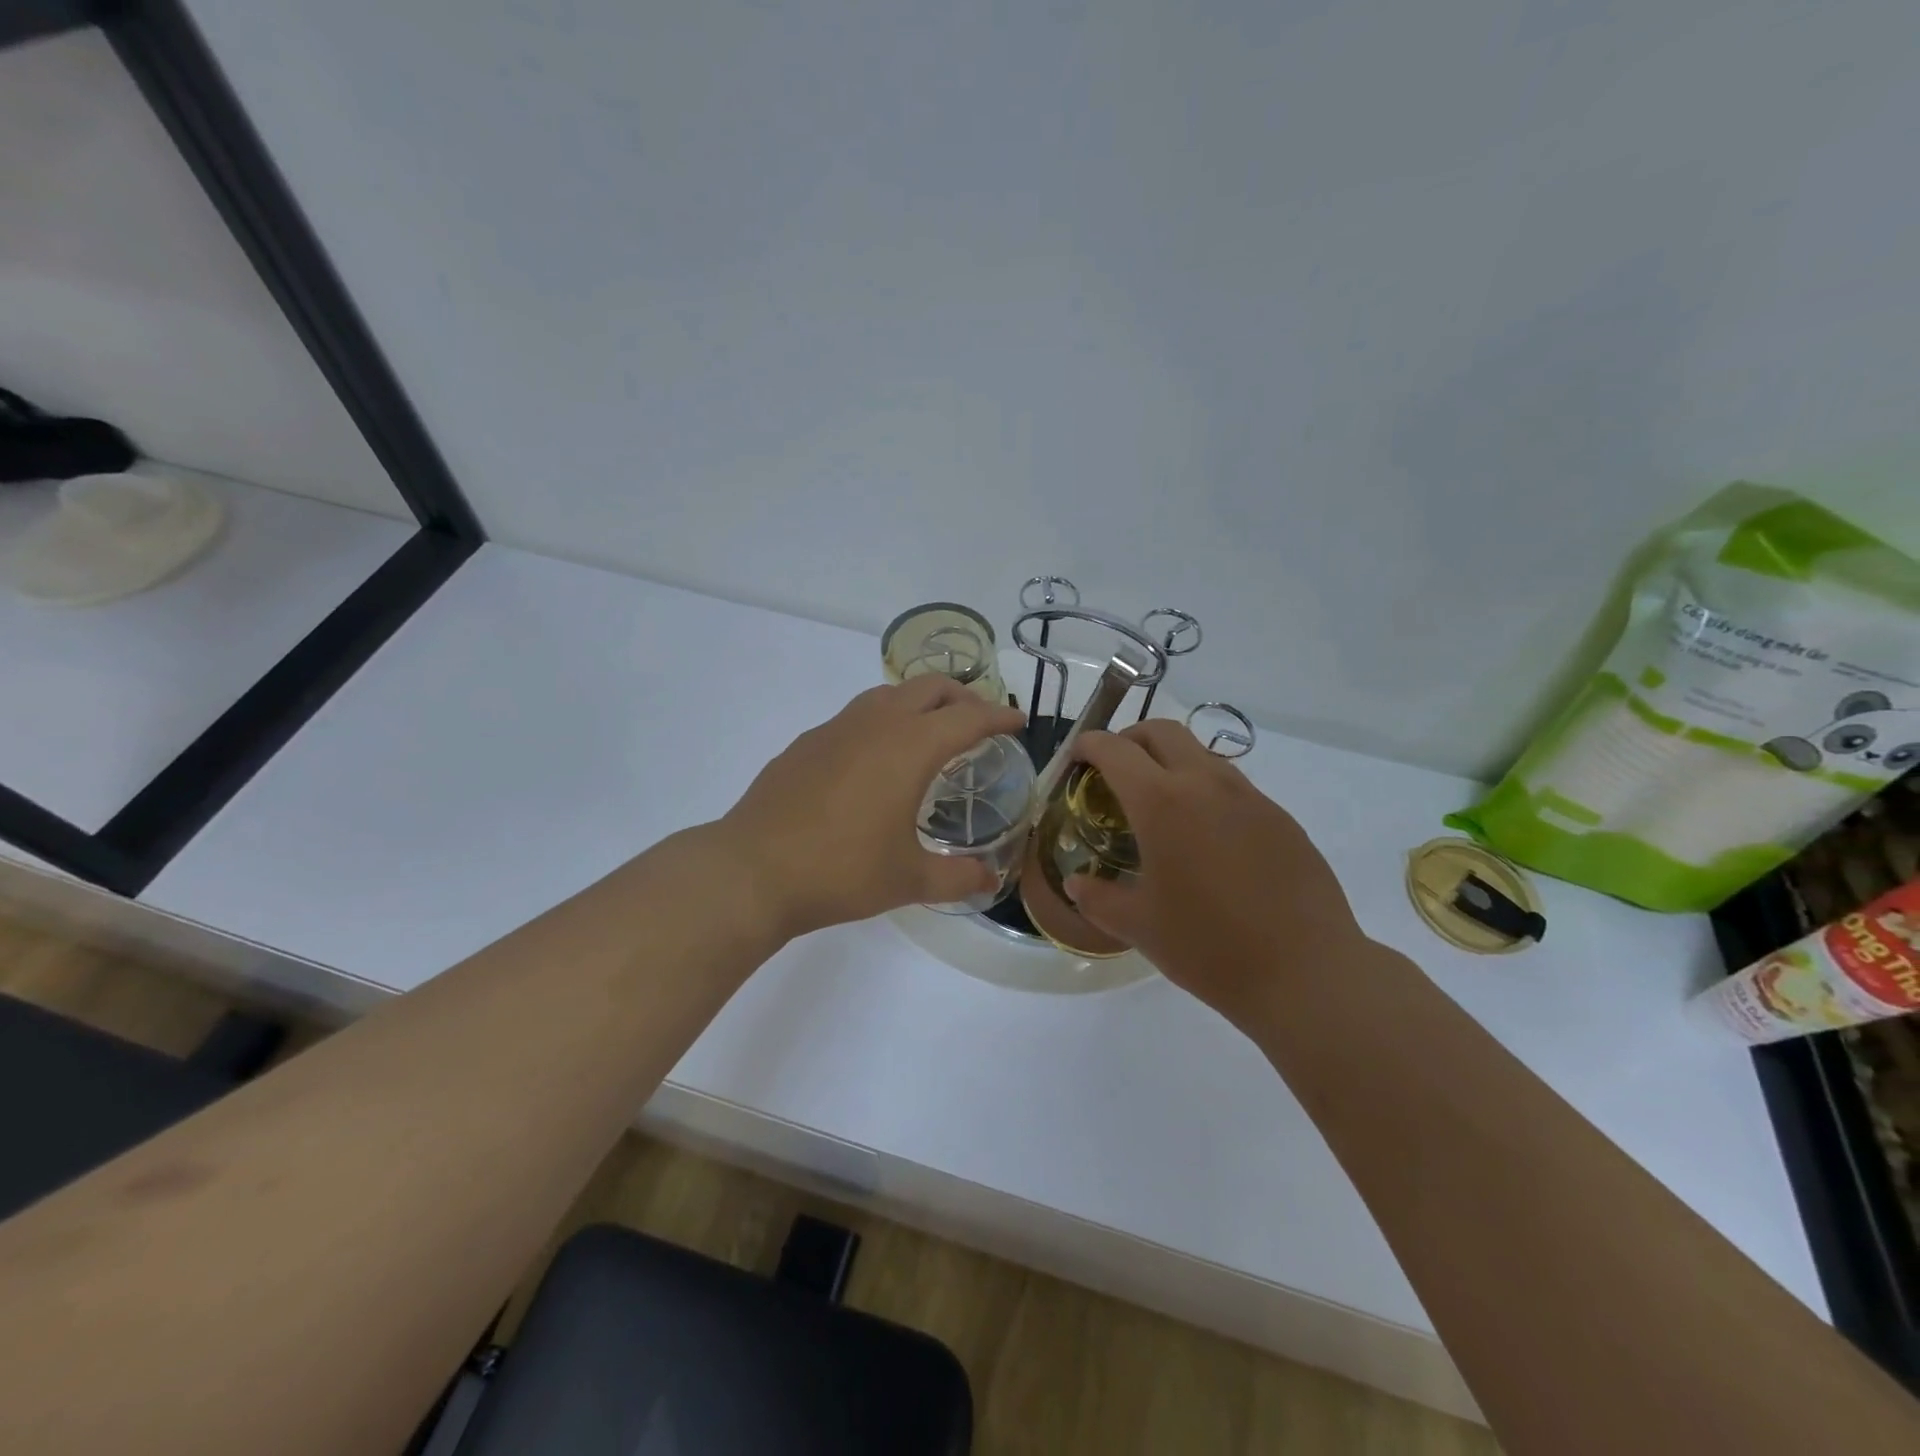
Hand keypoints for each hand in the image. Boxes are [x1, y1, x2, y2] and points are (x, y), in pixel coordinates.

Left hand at [720, 676, 1025, 937]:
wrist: (753, 869)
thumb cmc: (841, 870)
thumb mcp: (909, 880)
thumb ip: (957, 877)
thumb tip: (989, 879)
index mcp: (910, 746)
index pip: (969, 716)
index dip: (999, 716)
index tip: (1018, 722)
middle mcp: (876, 723)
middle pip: (930, 687)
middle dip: (963, 697)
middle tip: (979, 722)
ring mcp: (836, 727)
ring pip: (889, 693)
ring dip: (919, 702)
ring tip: (929, 733)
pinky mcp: (807, 742)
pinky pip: (856, 715)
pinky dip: (882, 721)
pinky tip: (874, 759)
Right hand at [1066, 721, 1365, 1027]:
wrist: (1306, 973)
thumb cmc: (1209, 946)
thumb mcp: (1139, 927)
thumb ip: (1099, 899)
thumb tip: (1077, 885)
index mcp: (1162, 803)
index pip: (1116, 750)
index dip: (1089, 745)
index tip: (1077, 757)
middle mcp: (1206, 784)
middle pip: (1162, 731)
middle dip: (1131, 739)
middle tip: (1115, 771)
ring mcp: (1250, 797)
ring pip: (1201, 754)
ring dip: (1171, 762)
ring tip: (1160, 807)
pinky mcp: (1281, 818)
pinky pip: (1233, 787)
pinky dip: (1206, 792)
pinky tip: (1206, 839)